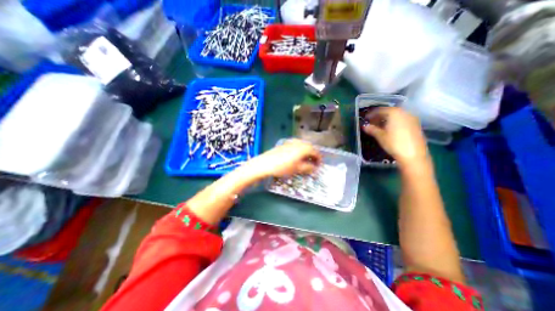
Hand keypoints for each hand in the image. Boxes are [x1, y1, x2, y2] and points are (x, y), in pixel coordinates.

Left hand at [246, 139, 321, 178]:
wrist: (265, 163)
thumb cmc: (283, 167)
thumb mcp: (297, 169)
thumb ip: (308, 168)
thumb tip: (315, 168)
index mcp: (303, 148)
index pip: (315, 152)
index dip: (319, 159)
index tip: (319, 165)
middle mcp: (298, 142)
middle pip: (310, 147)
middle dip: (313, 155)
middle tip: (313, 163)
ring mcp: (291, 142)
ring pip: (303, 145)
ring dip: (307, 152)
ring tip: (306, 160)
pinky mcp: (285, 143)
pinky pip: (296, 145)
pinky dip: (300, 150)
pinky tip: (296, 156)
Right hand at [363, 107, 429, 165]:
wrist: (413, 155)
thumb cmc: (394, 143)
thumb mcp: (380, 136)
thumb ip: (372, 129)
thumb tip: (364, 126)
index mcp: (394, 113)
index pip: (380, 110)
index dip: (371, 114)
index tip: (365, 119)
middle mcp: (404, 112)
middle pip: (388, 112)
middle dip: (379, 117)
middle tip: (371, 123)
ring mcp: (411, 118)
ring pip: (395, 116)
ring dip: (386, 120)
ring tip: (379, 127)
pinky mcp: (415, 125)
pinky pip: (401, 120)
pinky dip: (394, 123)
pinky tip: (389, 130)